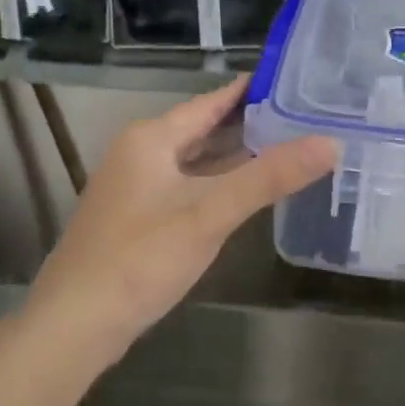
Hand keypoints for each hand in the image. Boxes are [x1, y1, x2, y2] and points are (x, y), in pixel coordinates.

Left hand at [23, 77, 338, 366]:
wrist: (73, 326)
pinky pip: (186, 185)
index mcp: (152, 138)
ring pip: (194, 159)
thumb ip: (269, 178)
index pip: (211, 101)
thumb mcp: (210, 214)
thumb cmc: (141, 259)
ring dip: (233, 155)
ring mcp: (135, 187)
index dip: (251, 90)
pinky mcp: (137, 217)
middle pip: (203, 128)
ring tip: (285, 146)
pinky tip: (244, 192)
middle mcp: (140, 153)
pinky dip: (216, 182)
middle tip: (303, 115)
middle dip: (249, 123)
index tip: (295, 79)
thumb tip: (330, 143)